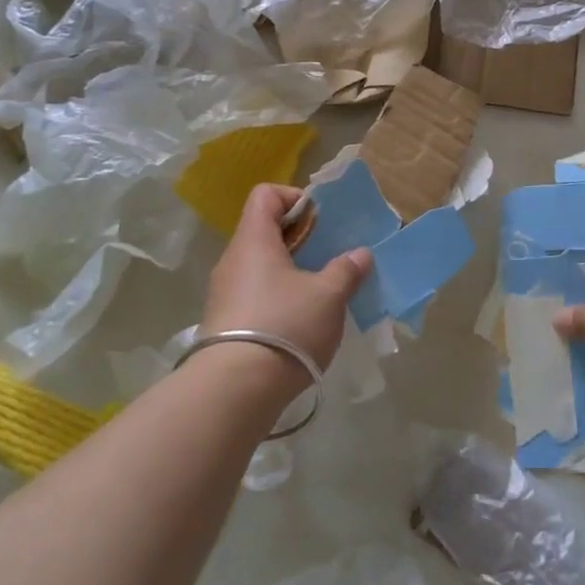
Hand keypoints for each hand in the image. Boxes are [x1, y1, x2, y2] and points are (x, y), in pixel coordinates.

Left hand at [201, 185, 373, 375]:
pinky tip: (299, 322)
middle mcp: (233, 259)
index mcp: (254, 240)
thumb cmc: (285, 326)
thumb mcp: (328, 296)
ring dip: (290, 270)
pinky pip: (254, 294)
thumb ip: (346, 270)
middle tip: (329, 256)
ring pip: (260, 265)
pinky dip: (277, 297)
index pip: (266, 195)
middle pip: (264, 230)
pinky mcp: (224, 322)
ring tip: (320, 292)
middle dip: (300, 238)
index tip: (321, 221)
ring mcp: (224, 292)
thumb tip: (360, 254)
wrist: (235, 389)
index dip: (295, 198)